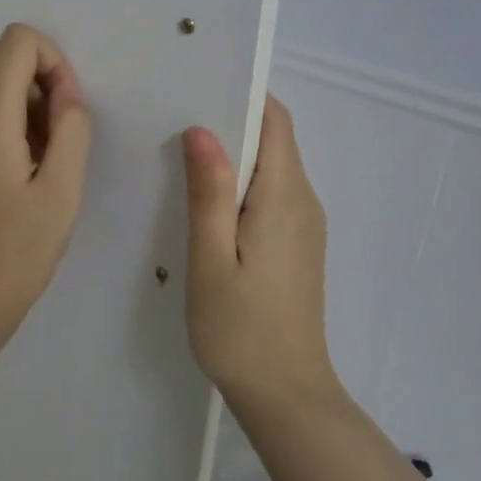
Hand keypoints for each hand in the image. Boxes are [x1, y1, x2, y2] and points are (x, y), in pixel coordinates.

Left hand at [0, 24, 93, 342]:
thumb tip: (65, 91)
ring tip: (37, 156)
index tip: (66, 109)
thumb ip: (72, 127)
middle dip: (35, 76)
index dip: (52, 60)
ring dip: (16, 99)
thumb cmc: (17, 253)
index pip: (15, 41)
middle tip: (56, 132)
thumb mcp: (63, 191)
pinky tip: (10, 172)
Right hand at [182, 96, 336, 404]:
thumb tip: (202, 130)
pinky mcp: (297, 246)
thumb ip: (209, 192)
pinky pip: (272, 195)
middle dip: (232, 122)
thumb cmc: (240, 329)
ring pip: (272, 168)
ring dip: (235, 154)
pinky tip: (206, 201)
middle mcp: (303, 202)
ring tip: (182, 154)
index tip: (199, 87)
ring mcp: (304, 226)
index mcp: (284, 197)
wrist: (286, 394)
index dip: (244, 96)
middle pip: (275, 140)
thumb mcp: (211, 259)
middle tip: (176, 118)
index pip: (276, 122)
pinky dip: (242, 184)